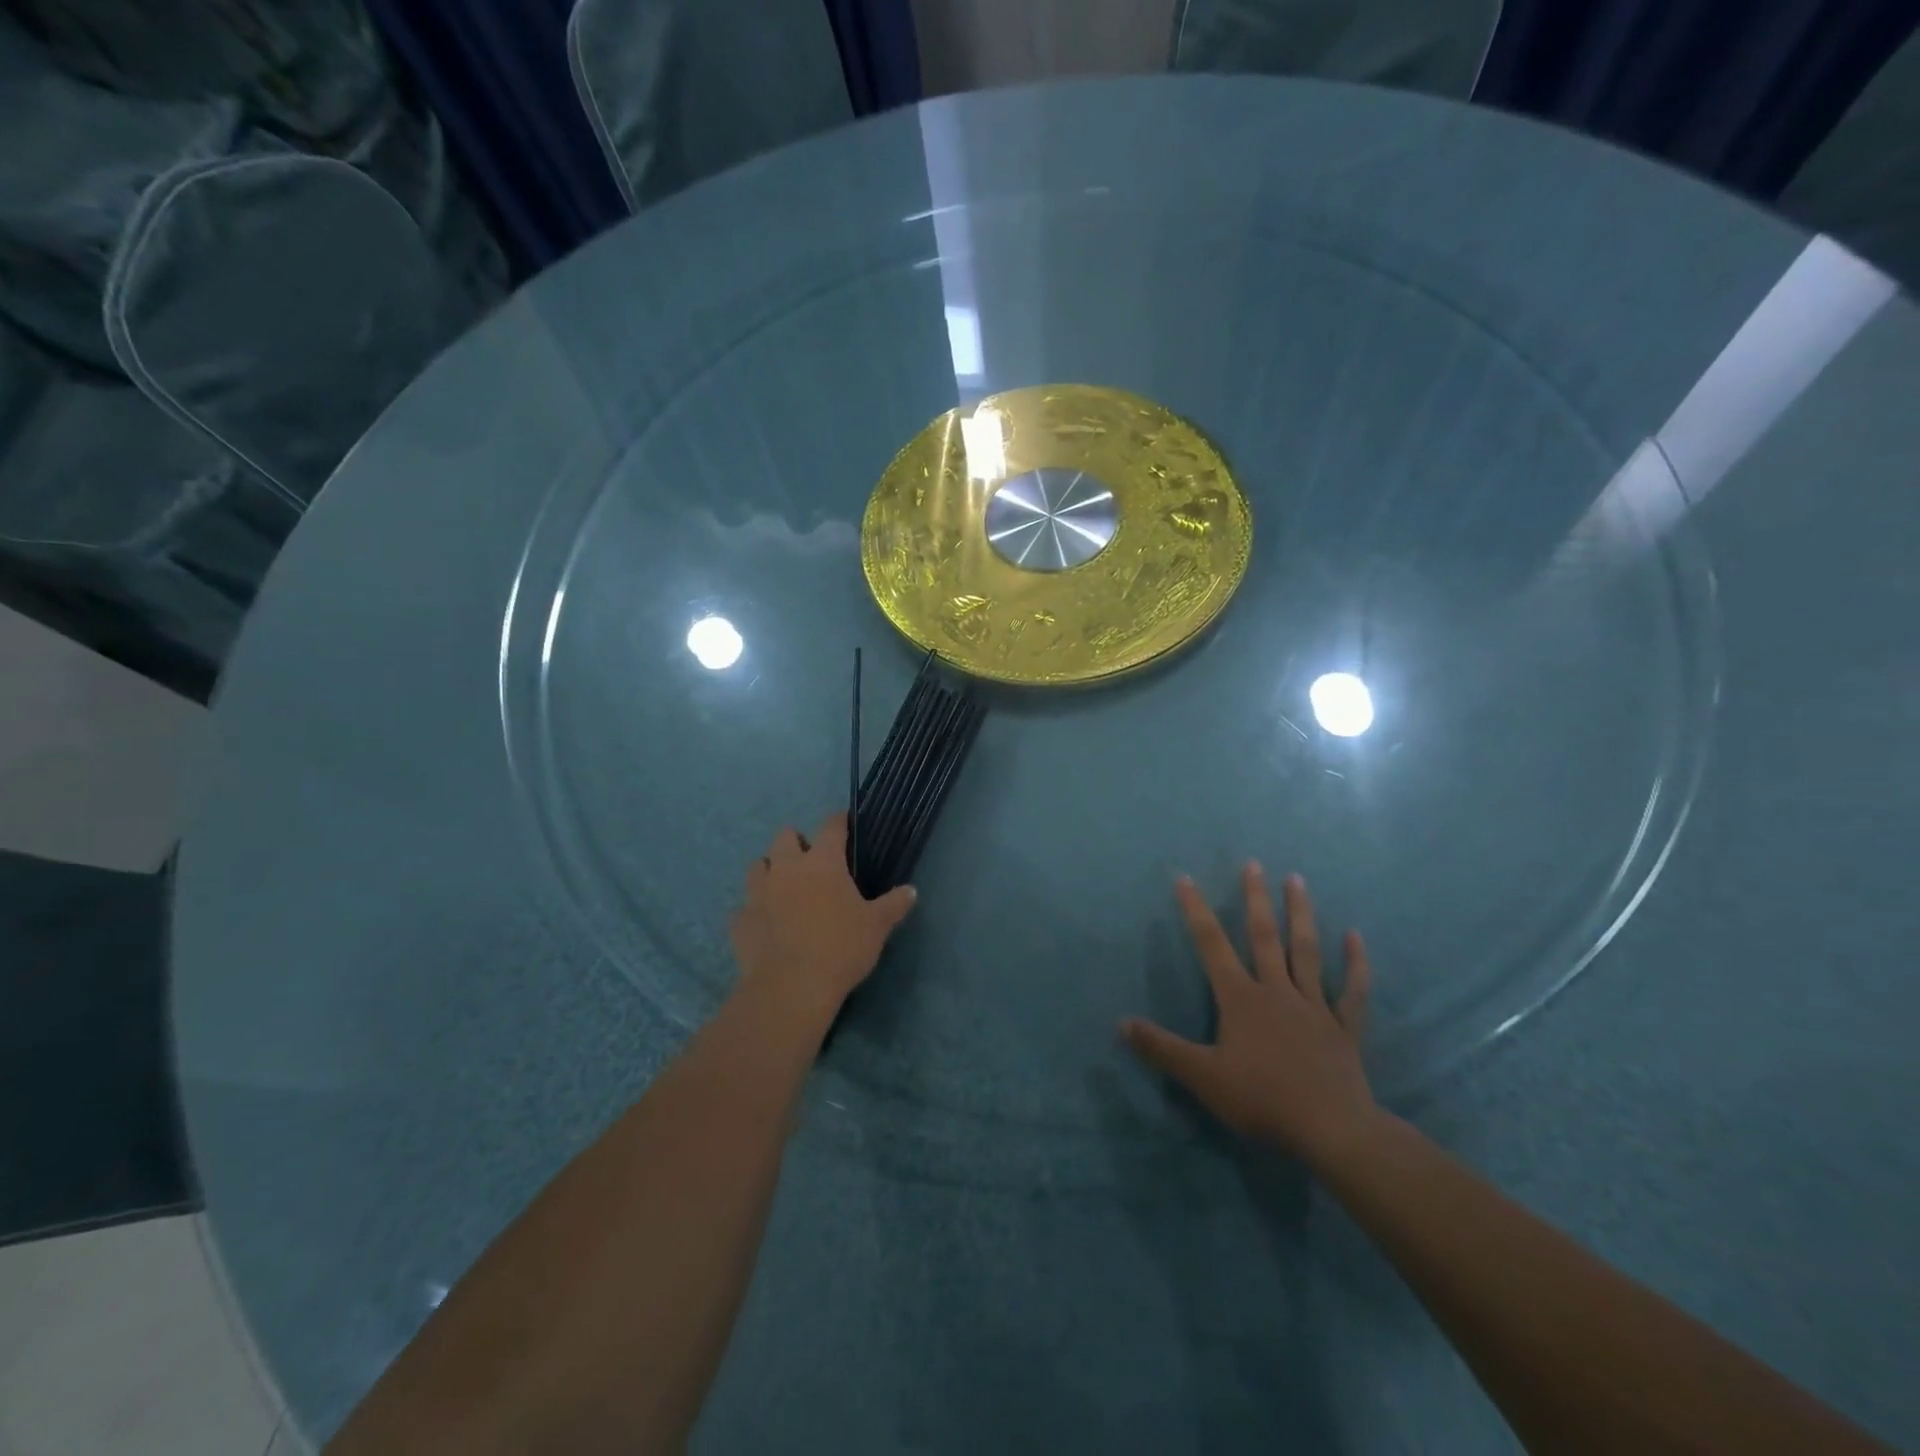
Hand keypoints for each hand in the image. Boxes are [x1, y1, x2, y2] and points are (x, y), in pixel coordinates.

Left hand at [729, 813, 916, 1021]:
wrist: (791, 986)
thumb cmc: (841, 947)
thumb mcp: (877, 926)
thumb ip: (893, 905)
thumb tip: (911, 890)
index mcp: (822, 862)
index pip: (830, 827)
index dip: (838, 821)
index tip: (843, 821)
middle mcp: (786, 868)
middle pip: (784, 836)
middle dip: (796, 841)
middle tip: (809, 859)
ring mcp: (758, 893)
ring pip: (758, 866)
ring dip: (770, 870)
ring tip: (782, 886)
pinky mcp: (739, 920)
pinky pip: (744, 907)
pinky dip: (754, 910)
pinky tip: (764, 923)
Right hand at [1122, 864, 1375, 1164]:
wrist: (1331, 1130)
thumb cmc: (1261, 1099)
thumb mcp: (1201, 1076)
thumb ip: (1160, 1048)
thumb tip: (1120, 1023)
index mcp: (1240, 999)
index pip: (1211, 945)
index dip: (1196, 911)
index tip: (1185, 878)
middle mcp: (1276, 991)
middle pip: (1263, 937)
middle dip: (1255, 899)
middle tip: (1253, 864)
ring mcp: (1313, 1006)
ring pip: (1306, 951)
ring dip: (1300, 914)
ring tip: (1296, 880)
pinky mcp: (1343, 1028)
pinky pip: (1351, 991)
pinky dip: (1355, 964)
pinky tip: (1356, 937)